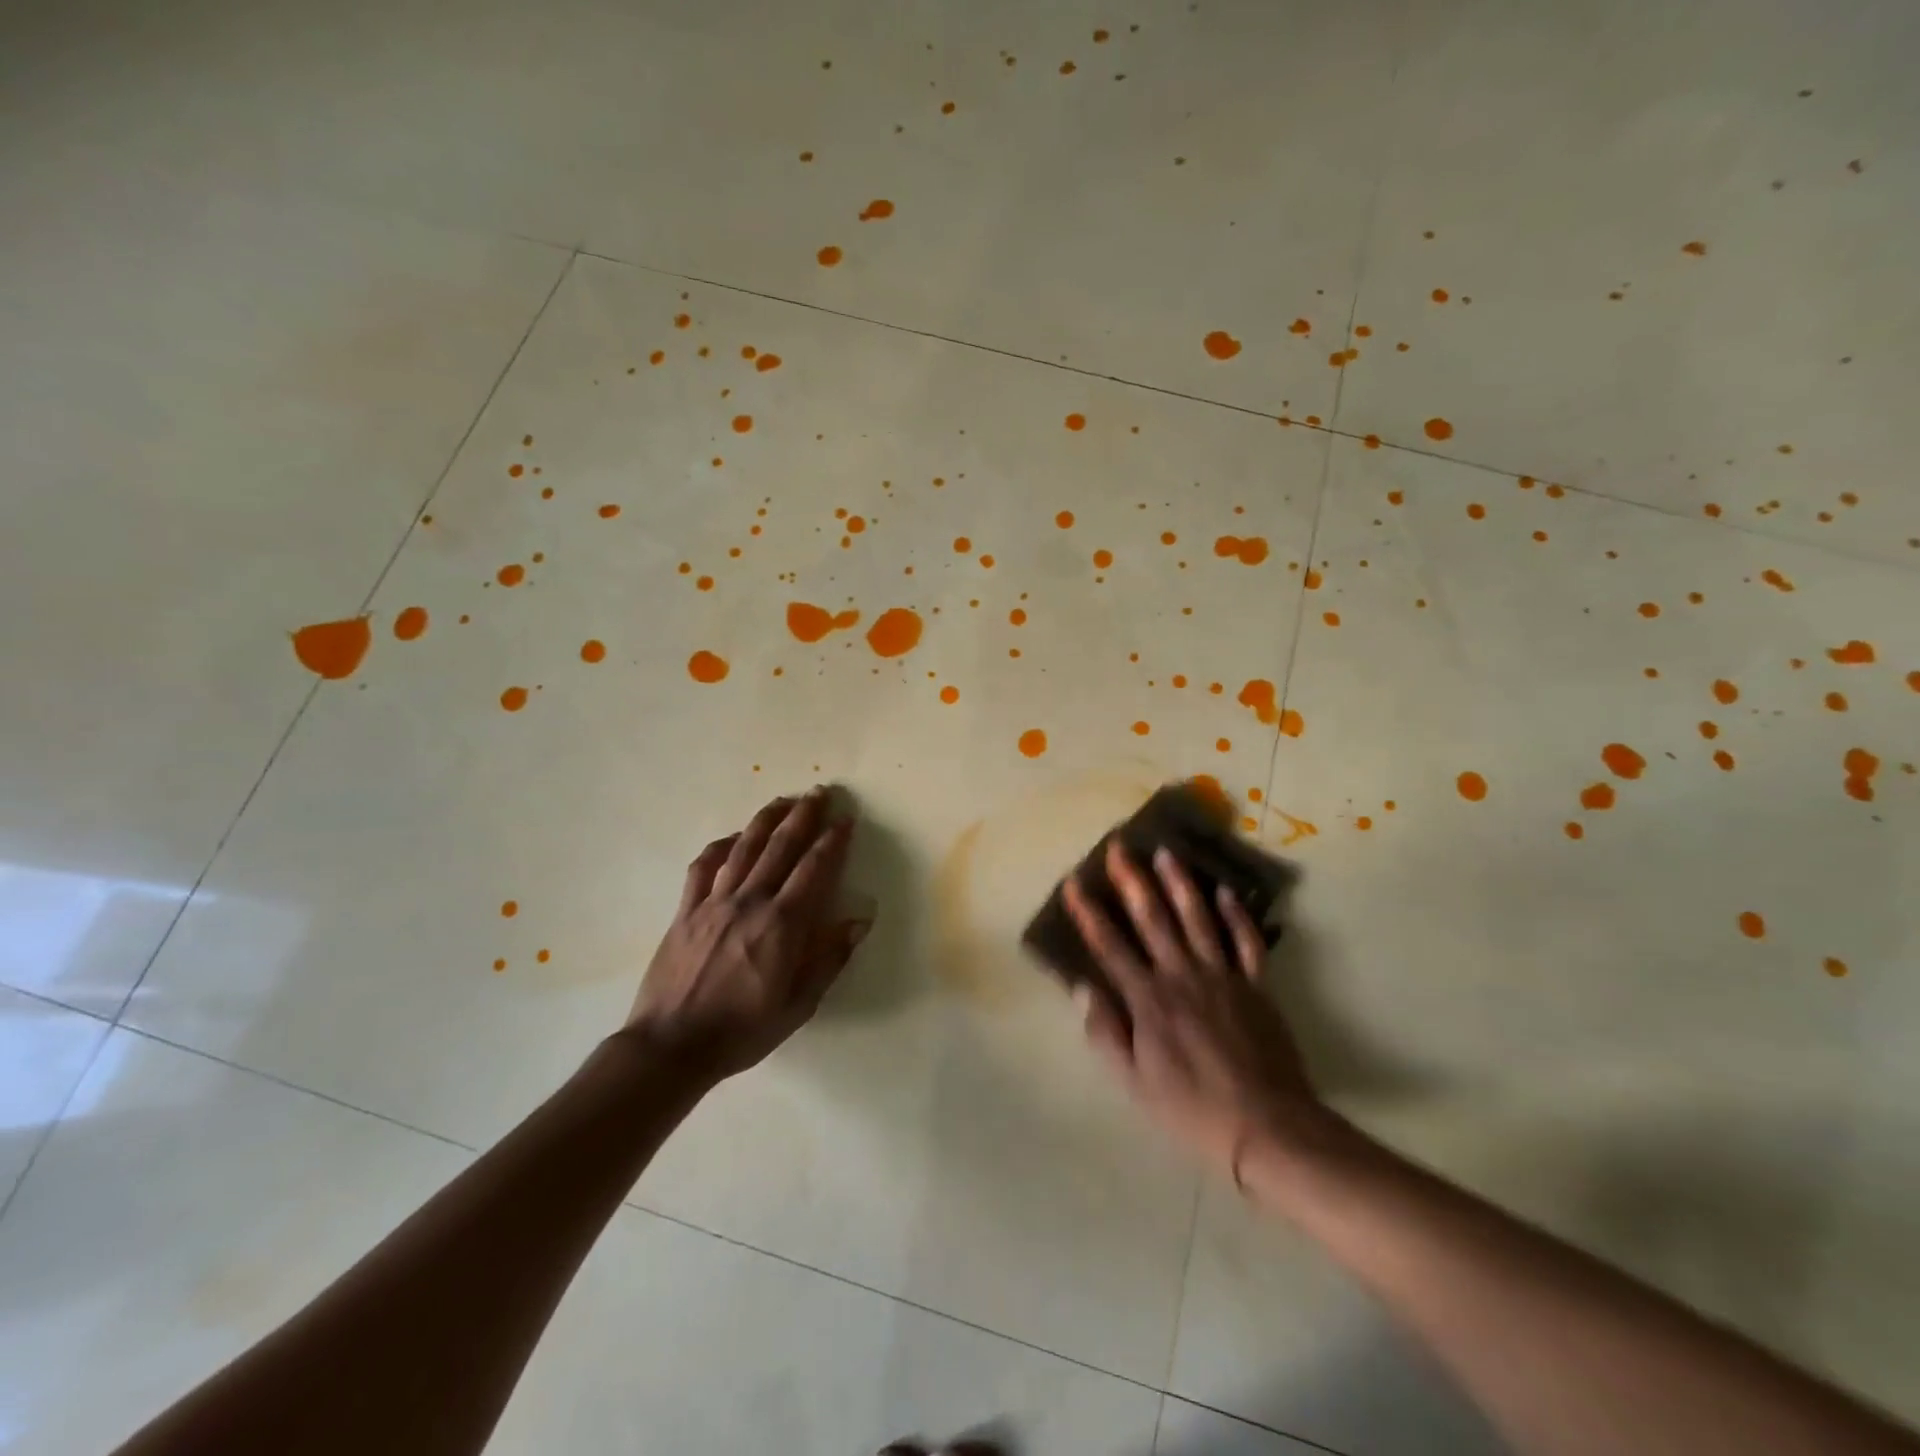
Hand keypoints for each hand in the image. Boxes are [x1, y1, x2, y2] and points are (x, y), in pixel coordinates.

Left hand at [626, 787, 868, 1083]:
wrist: (671, 1046)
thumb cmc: (742, 1031)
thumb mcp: (799, 1005)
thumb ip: (829, 959)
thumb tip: (859, 920)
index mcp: (783, 924)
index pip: (814, 869)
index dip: (833, 840)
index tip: (846, 819)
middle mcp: (750, 901)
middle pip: (781, 847)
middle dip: (803, 816)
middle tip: (819, 792)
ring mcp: (714, 903)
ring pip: (744, 848)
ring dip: (766, 820)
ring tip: (782, 800)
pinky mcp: (685, 911)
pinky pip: (704, 867)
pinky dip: (720, 846)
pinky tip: (732, 838)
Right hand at [1064, 840, 1321, 1181]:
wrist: (1267, 1127)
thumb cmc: (1191, 1108)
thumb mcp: (1134, 1083)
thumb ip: (1106, 1032)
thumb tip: (1082, 988)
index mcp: (1148, 1000)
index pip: (1110, 946)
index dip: (1089, 913)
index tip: (1074, 882)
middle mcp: (1182, 975)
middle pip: (1152, 918)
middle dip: (1132, 880)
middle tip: (1119, 846)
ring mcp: (1223, 976)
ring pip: (1198, 918)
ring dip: (1180, 882)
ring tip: (1166, 852)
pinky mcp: (1256, 986)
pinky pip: (1247, 942)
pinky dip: (1236, 914)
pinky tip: (1225, 890)